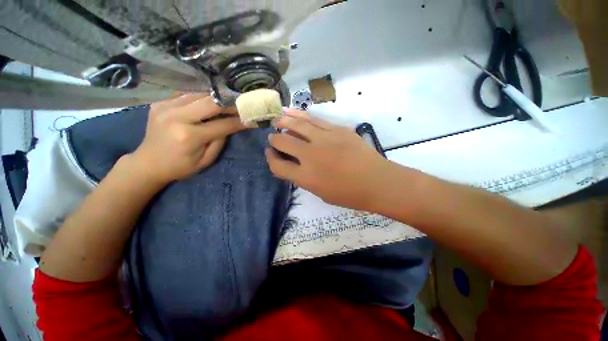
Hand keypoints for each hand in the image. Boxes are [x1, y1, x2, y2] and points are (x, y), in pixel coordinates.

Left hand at [131, 94, 245, 184]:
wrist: (148, 163)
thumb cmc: (180, 167)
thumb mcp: (206, 160)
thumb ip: (220, 141)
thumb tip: (230, 125)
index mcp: (189, 136)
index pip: (223, 124)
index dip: (239, 121)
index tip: (251, 119)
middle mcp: (177, 117)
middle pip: (211, 102)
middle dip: (230, 104)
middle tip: (241, 107)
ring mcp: (165, 107)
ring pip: (199, 94)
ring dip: (216, 99)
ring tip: (227, 104)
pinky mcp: (159, 103)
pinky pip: (186, 95)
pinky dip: (201, 98)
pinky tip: (207, 104)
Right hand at [266, 110, 390, 210]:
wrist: (378, 182)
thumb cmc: (350, 194)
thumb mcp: (321, 193)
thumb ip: (304, 178)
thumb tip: (294, 164)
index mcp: (306, 177)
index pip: (278, 166)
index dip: (271, 159)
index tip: (270, 154)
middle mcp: (310, 156)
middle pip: (283, 142)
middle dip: (274, 139)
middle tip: (274, 137)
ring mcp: (324, 140)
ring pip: (296, 125)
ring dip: (283, 122)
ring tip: (278, 120)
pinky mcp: (337, 129)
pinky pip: (314, 119)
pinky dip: (299, 114)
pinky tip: (292, 111)